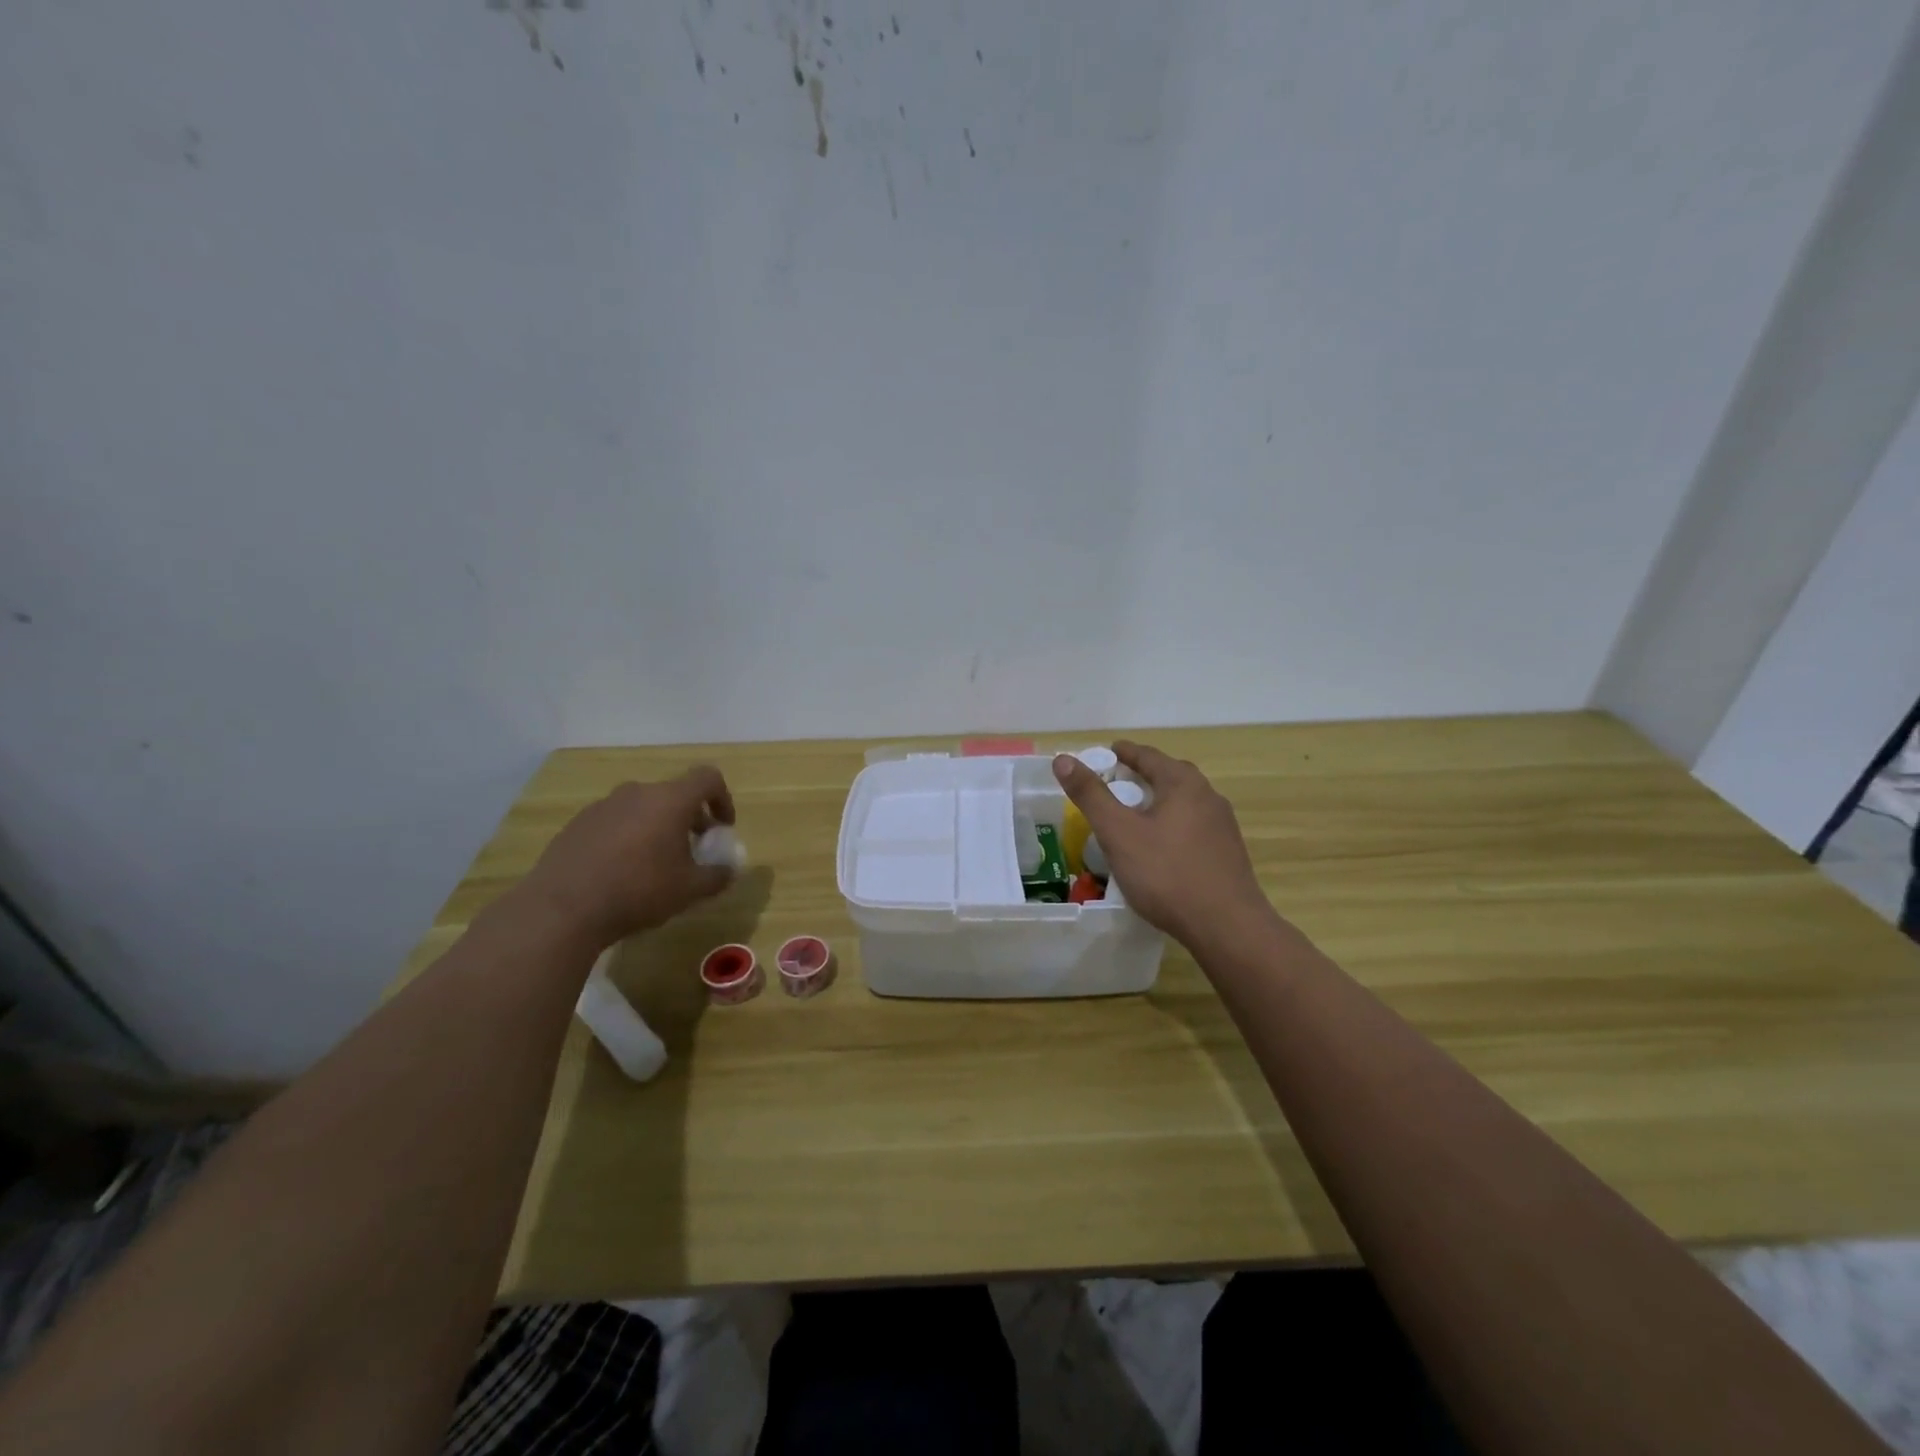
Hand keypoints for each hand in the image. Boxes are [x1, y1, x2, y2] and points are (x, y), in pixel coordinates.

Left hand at [519, 767, 736, 950]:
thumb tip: (729, 870)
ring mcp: (603, 806)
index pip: (707, 778)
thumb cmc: (638, 891)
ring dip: (657, 827)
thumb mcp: (690, 890)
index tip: (722, 828)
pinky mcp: (577, 824)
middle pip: (674, 794)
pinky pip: (615, 822)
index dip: (723, 799)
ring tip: (655, 863)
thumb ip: (718, 876)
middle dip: (690, 818)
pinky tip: (621, 871)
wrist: (563, 909)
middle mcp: (637, 793)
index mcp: (670, 800)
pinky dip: (628, 837)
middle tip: (692, 850)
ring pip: (643, 807)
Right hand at [1052, 742, 1271, 949]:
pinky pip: (1193, 826)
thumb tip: (1063, 758)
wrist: (1227, 927)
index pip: (1148, 756)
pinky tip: (1159, 847)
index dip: (1123, 752)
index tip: (1106, 752)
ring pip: (1183, 803)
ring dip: (1158, 801)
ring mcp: (1222, 826)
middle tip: (1115, 783)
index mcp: (1183, 784)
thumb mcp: (1118, 833)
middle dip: (1142, 775)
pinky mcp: (1228, 853)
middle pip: (1169, 775)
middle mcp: (1208, 796)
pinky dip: (1171, 825)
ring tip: (1134, 815)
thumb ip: (1090, 795)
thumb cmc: (1167, 873)